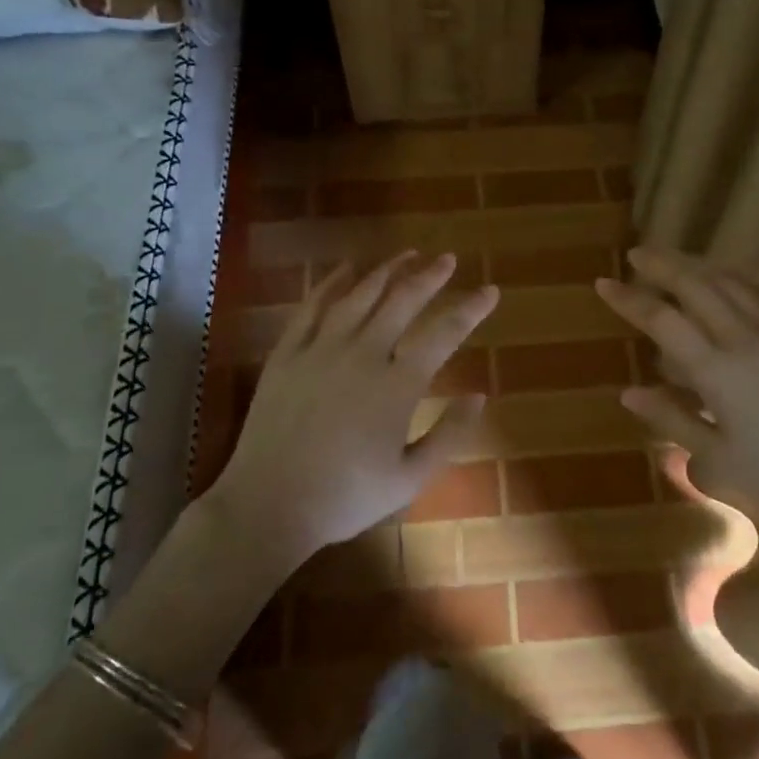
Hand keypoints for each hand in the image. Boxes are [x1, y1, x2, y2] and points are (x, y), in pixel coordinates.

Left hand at [214, 252, 498, 560]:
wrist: (267, 505)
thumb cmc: (345, 497)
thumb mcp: (409, 479)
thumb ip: (448, 434)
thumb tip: (480, 396)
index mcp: (397, 385)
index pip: (443, 334)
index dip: (471, 309)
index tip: (490, 290)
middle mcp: (362, 354)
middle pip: (402, 301)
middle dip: (430, 276)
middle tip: (448, 258)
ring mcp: (321, 349)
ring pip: (360, 295)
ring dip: (387, 270)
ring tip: (407, 254)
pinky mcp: (287, 353)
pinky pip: (312, 306)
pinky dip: (332, 282)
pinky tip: (346, 269)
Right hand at [596, 247, 758, 524]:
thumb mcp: (718, 459)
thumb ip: (672, 420)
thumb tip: (630, 392)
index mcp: (716, 368)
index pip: (661, 319)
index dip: (628, 299)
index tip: (604, 283)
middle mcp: (743, 334)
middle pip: (693, 284)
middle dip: (660, 265)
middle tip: (637, 254)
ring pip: (730, 278)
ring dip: (698, 263)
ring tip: (678, 260)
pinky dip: (749, 270)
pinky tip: (737, 270)